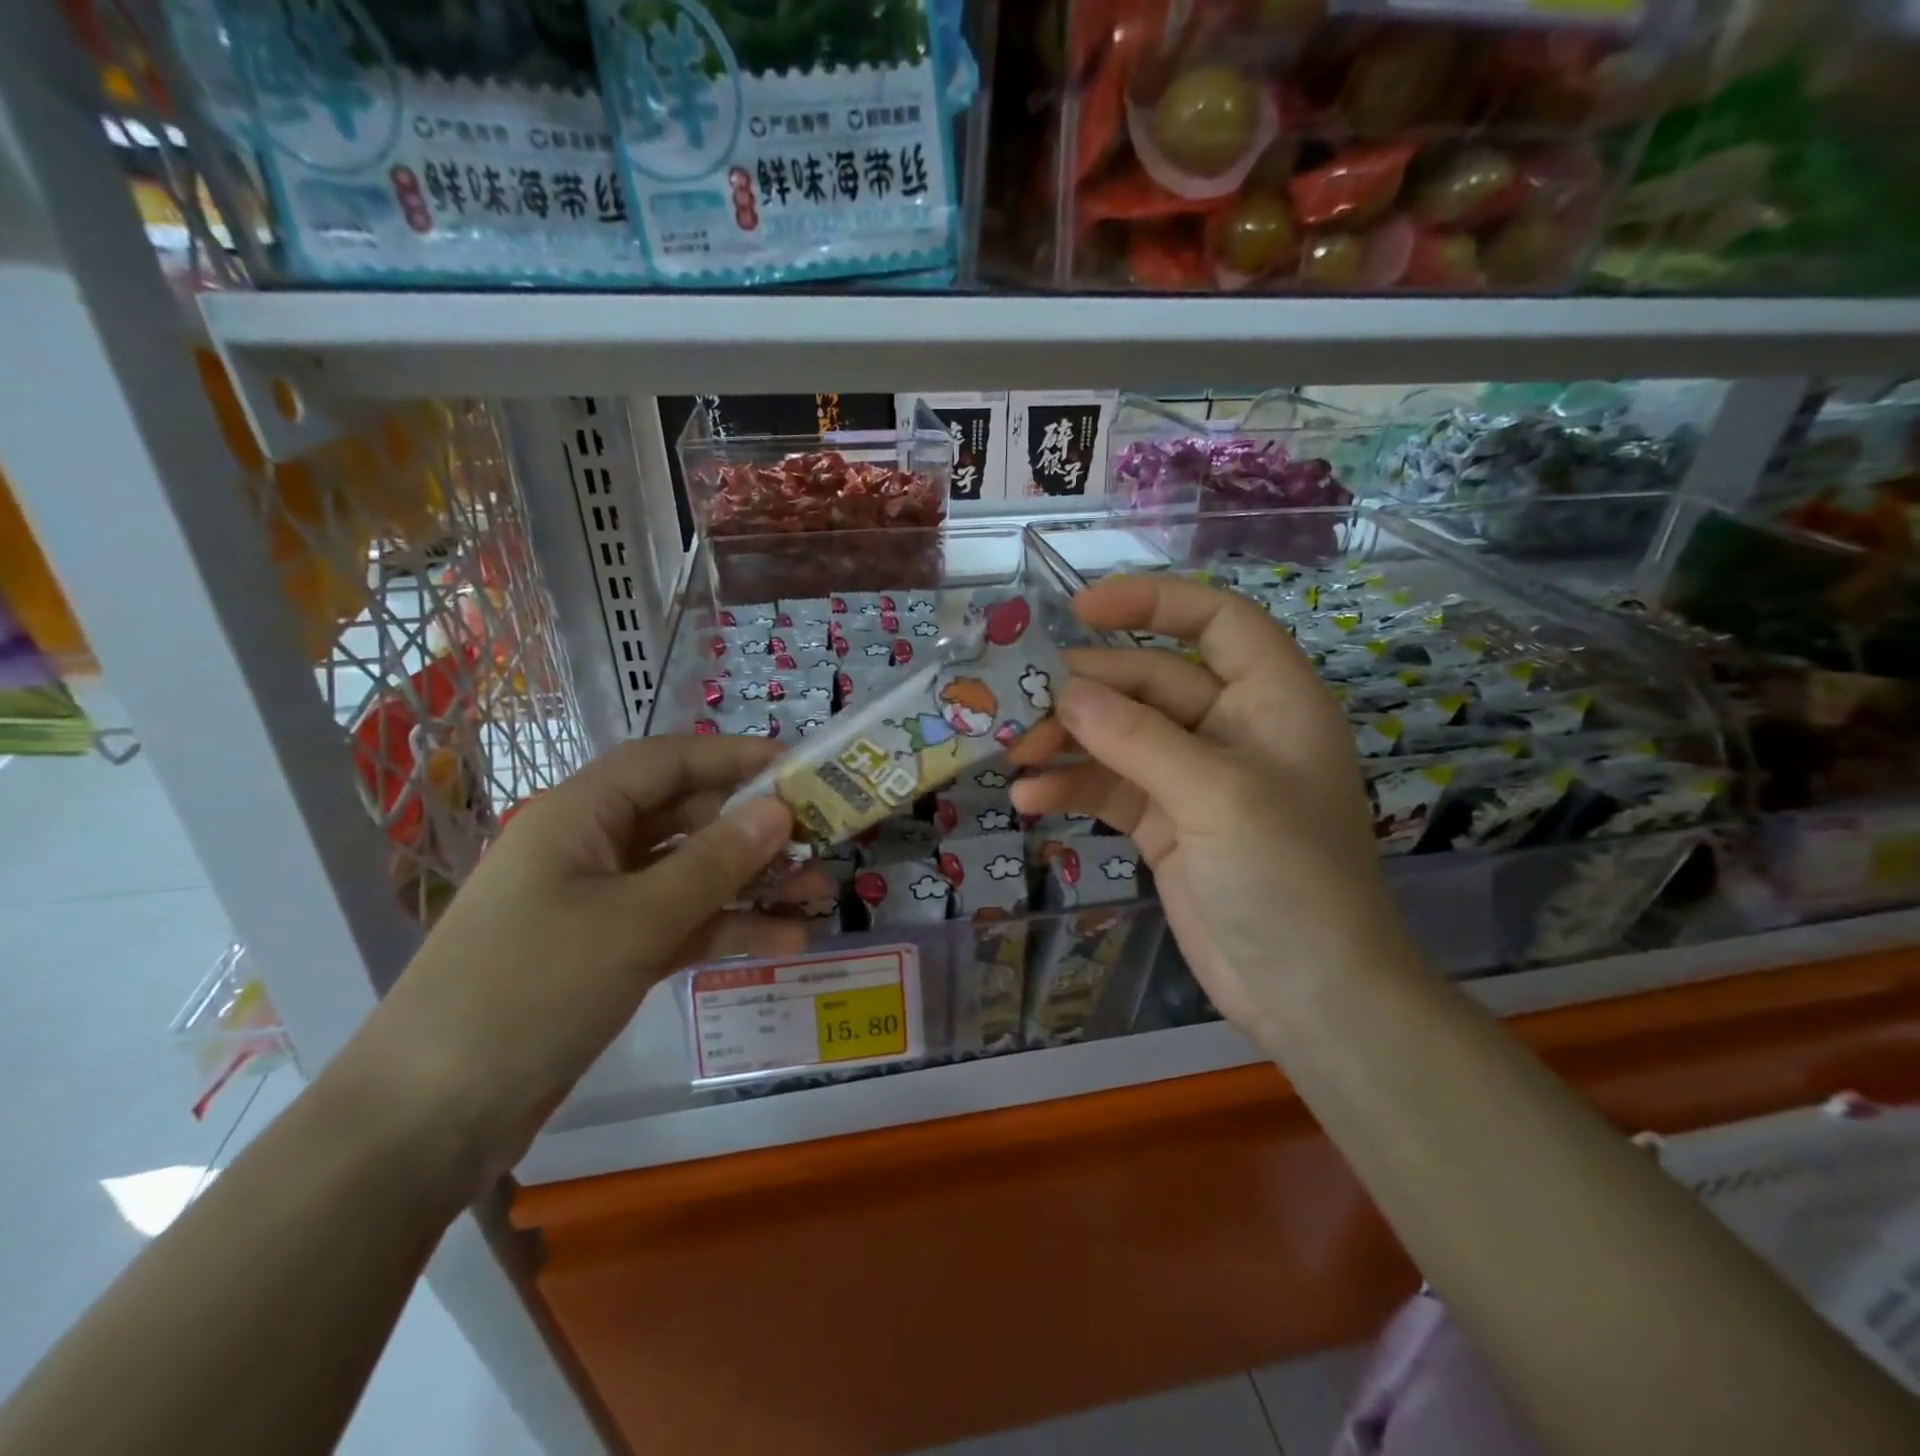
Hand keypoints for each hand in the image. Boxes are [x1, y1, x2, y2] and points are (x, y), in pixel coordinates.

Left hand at [345, 737, 805, 1182]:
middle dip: (754, 829)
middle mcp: (590, 848)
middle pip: (685, 818)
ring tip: (819, 895)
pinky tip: (785, 942)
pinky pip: (679, 924)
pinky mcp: (608, 954)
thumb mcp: (633, 921)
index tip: (798, 769)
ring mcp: (599, 905)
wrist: (427, 1121)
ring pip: (689, 875)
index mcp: (578, 816)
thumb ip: (713, 863)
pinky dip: (726, 929)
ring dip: (752, 883)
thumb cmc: (528, 991)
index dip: (733, 757)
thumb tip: (779, 810)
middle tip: (821, 841)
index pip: (666, 762)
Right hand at [1010, 576, 1417, 1038]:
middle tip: (1021, 706)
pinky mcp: (1164, 823)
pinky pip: (1109, 787)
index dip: (1152, 603)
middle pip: (1147, 682)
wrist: (1308, 993)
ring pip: (1119, 736)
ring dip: (1067, 742)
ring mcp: (1193, 778)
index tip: (1080, 610)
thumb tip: (1067, 690)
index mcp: (1270, 699)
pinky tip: (1029, 799)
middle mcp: (1231, 728)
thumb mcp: (1216, 796)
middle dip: (1086, 693)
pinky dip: (1071, 788)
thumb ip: (1138, 738)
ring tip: (1014, 755)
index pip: (1214, 622)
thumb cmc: (1288, 878)